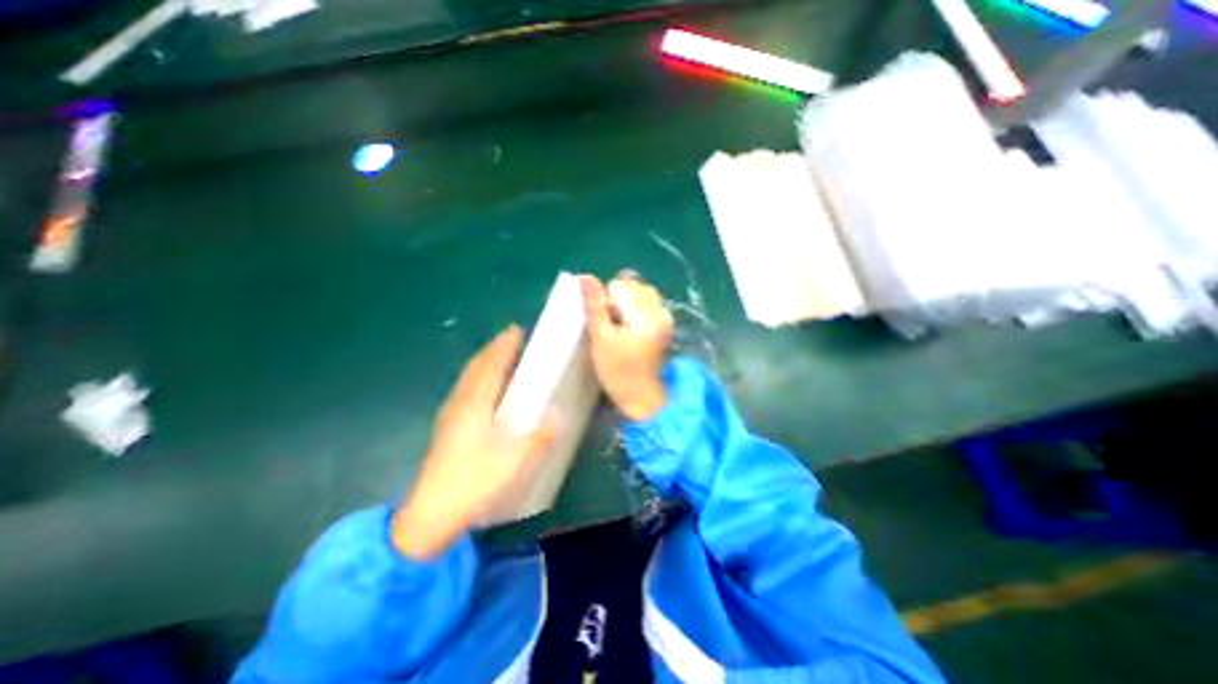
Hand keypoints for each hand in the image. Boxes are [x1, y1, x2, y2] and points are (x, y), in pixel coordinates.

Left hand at [393, 326, 555, 561]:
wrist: (429, 514)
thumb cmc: (472, 482)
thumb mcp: (513, 461)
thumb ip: (537, 438)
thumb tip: (556, 419)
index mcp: (475, 405)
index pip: (491, 365)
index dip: (504, 346)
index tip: (516, 330)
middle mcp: (460, 402)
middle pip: (477, 366)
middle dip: (493, 348)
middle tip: (511, 337)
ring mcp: (450, 414)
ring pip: (468, 377)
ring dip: (484, 361)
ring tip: (500, 354)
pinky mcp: (447, 427)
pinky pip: (465, 388)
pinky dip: (478, 376)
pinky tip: (485, 387)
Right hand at [580, 272, 675, 421]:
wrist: (641, 398)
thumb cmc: (618, 371)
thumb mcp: (601, 338)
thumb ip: (594, 305)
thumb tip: (584, 276)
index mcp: (647, 312)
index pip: (619, 285)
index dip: (604, 301)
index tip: (603, 325)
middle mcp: (660, 309)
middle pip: (631, 287)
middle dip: (616, 301)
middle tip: (611, 328)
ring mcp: (664, 317)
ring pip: (638, 295)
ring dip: (624, 305)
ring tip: (619, 330)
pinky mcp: (663, 325)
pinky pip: (645, 305)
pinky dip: (633, 311)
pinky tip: (628, 330)